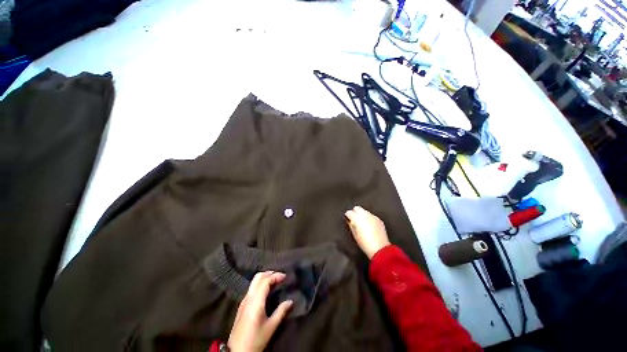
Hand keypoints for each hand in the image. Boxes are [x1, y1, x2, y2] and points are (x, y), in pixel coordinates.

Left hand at [228, 271, 292, 351]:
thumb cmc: (255, 339)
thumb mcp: (271, 327)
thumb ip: (281, 312)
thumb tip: (290, 301)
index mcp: (256, 301)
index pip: (265, 281)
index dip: (276, 276)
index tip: (285, 276)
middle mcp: (249, 297)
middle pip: (258, 277)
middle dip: (269, 273)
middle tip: (279, 276)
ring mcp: (244, 301)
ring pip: (254, 282)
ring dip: (265, 278)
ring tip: (275, 281)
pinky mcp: (242, 306)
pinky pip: (252, 288)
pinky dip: (260, 284)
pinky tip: (266, 290)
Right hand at [345, 206, 390, 258]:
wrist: (379, 249)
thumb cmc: (365, 244)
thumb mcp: (354, 235)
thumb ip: (351, 225)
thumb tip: (350, 221)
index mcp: (357, 218)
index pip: (349, 212)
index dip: (348, 216)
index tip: (348, 219)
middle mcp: (365, 215)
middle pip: (357, 208)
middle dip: (355, 212)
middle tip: (354, 219)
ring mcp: (373, 216)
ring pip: (365, 211)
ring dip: (362, 215)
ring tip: (362, 223)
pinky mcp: (379, 220)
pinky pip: (371, 216)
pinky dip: (369, 219)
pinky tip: (369, 226)